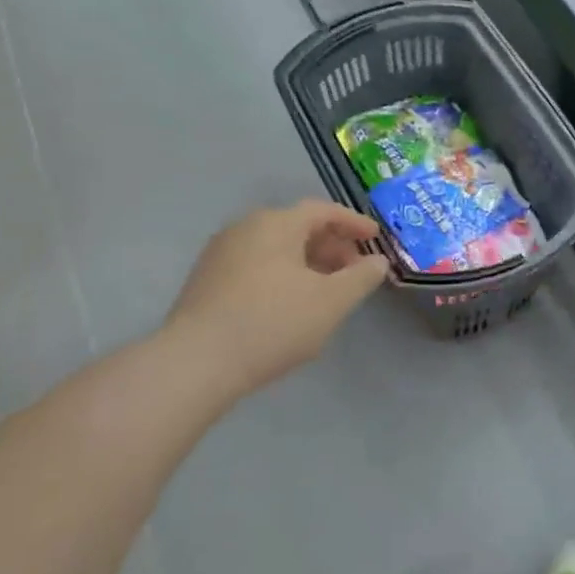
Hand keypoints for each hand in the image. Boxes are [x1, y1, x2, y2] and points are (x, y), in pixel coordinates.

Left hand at [166, 200, 389, 400]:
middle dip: (331, 246)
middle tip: (354, 271)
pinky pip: (255, 265)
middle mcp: (245, 228)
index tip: (375, 238)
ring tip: (326, 291)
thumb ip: (361, 277)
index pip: (323, 211)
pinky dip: (281, 275)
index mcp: (276, 223)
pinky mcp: (206, 280)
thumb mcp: (331, 302)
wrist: (196, 363)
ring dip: (307, 263)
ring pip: (275, 248)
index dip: (353, 222)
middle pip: (297, 227)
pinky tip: (290, 304)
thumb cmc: (273, 323)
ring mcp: (221, 253)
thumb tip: (378, 261)